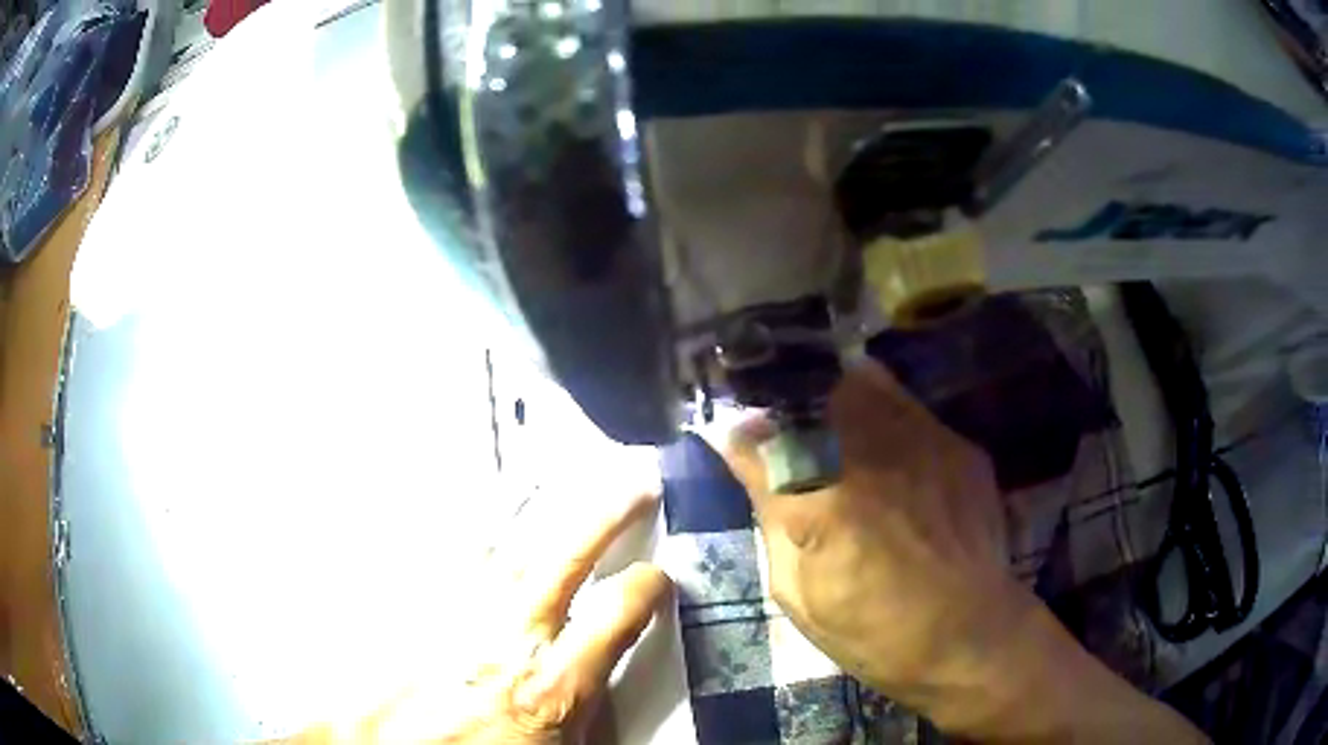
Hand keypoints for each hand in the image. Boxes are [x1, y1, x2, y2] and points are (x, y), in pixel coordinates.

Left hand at [290, 491, 669, 743]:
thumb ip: (587, 713)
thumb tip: (602, 685)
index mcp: (552, 685)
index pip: (616, 616)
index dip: (646, 588)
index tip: (656, 576)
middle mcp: (507, 639)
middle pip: (565, 558)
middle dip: (606, 514)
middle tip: (634, 483)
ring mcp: (456, 618)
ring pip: (502, 545)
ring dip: (534, 506)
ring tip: (556, 474)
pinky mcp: (416, 613)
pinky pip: (446, 560)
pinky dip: (468, 532)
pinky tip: (479, 513)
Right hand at [723, 362, 1205, 742]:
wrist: (986, 646)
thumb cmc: (883, 637)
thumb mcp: (802, 594)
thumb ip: (777, 518)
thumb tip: (751, 455)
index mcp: (841, 500)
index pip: (784, 412)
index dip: (757, 388)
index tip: (735, 374)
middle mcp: (892, 452)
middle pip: (838, 376)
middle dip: (802, 363)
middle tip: (780, 367)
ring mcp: (937, 444)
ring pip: (882, 381)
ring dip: (849, 381)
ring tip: (832, 393)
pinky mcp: (966, 451)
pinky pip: (914, 409)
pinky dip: (889, 409)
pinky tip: (888, 432)